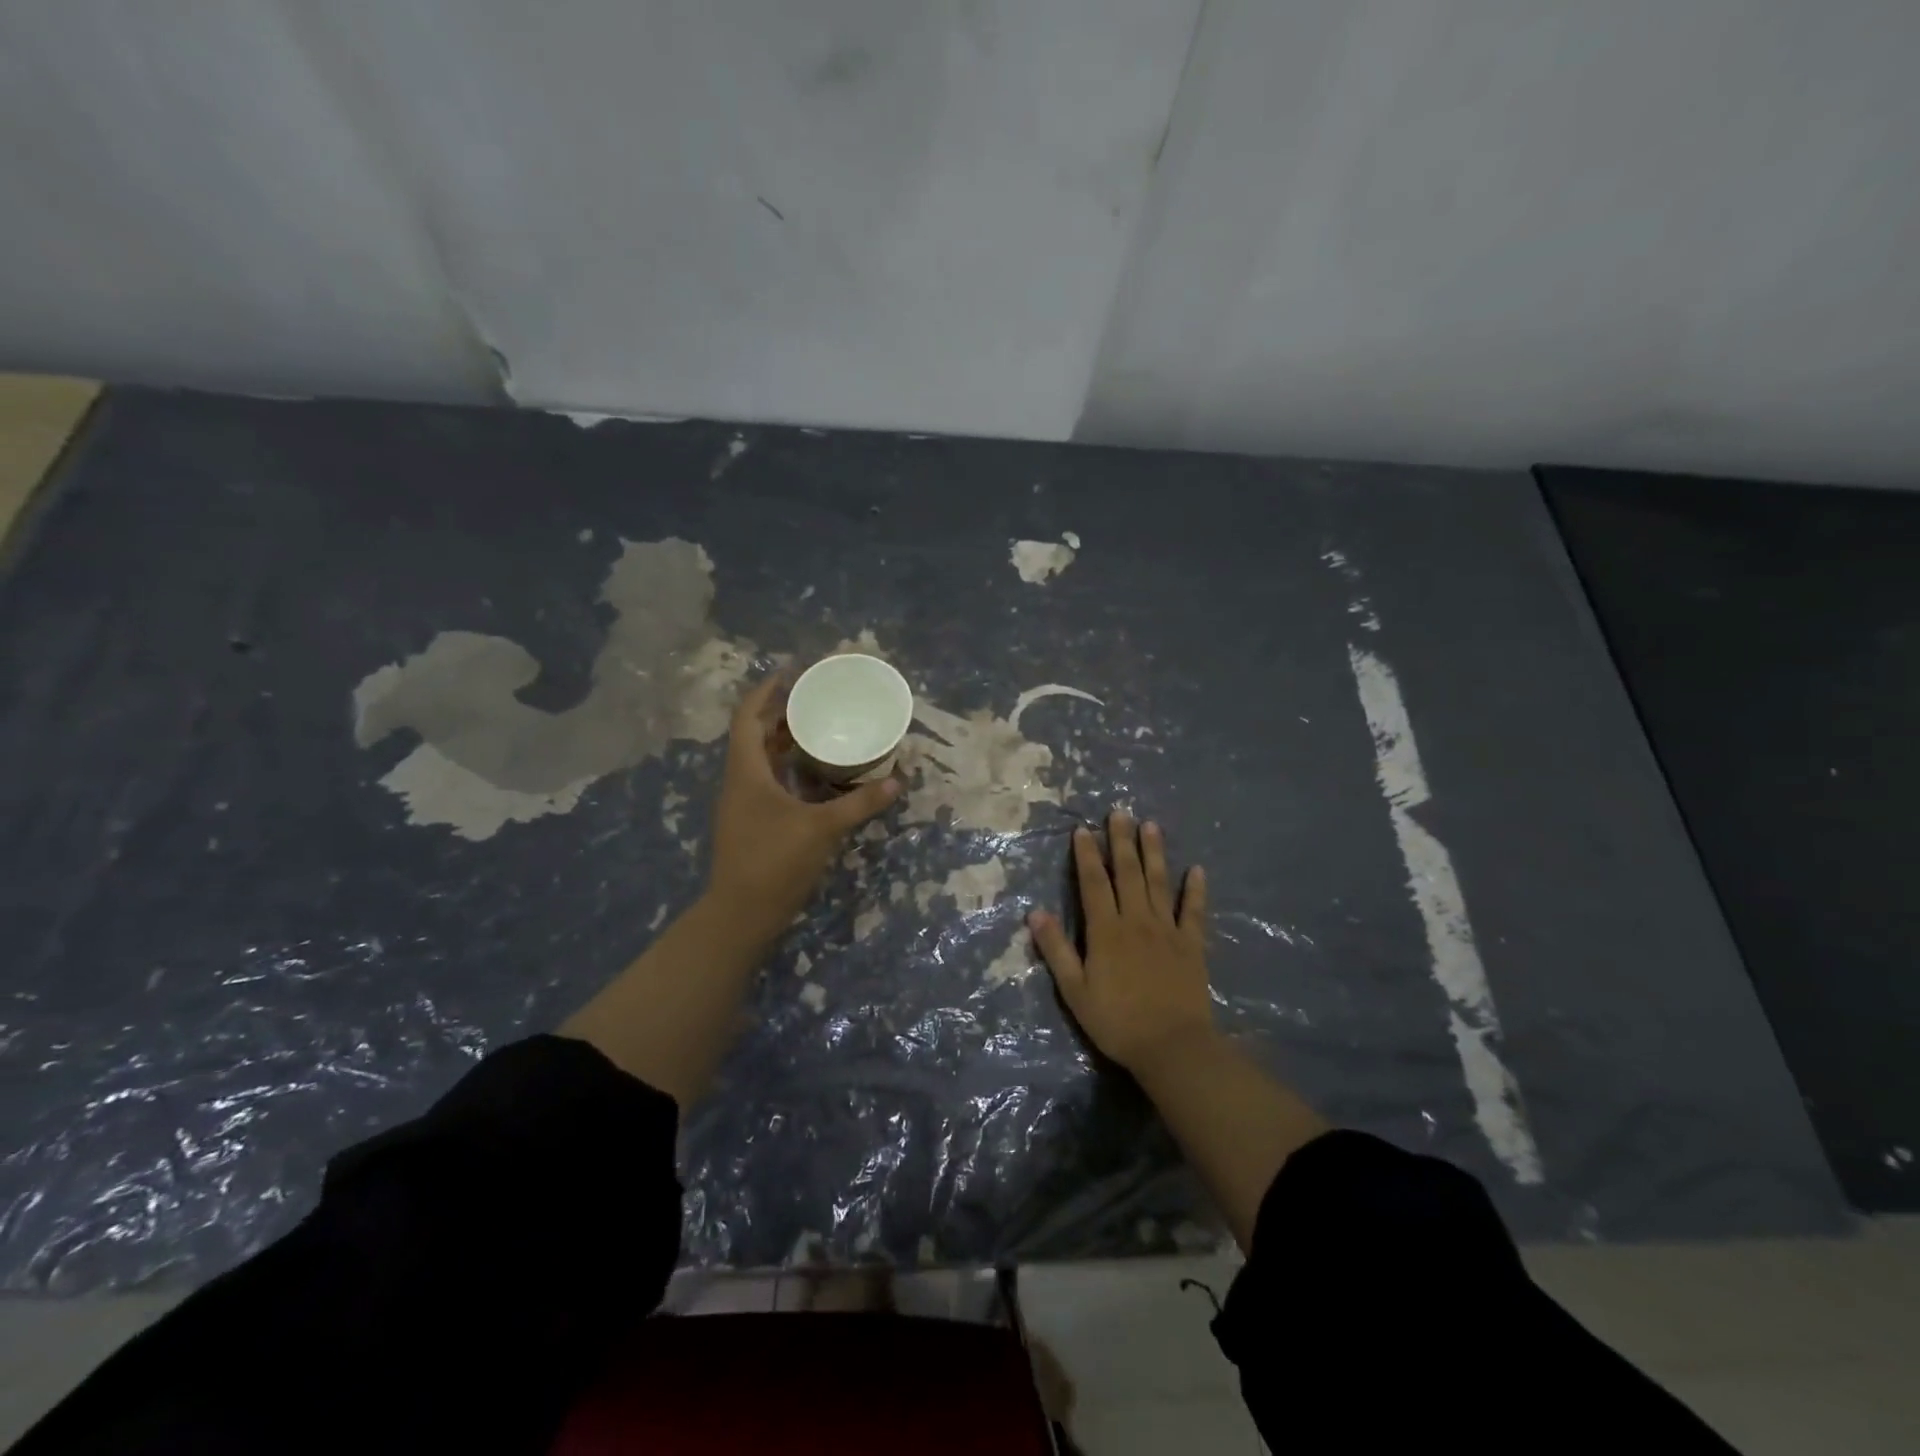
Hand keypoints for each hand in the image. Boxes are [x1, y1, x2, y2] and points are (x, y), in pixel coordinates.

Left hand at [706, 672, 899, 939]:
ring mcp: (743, 803)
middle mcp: (740, 781)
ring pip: (761, 760)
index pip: (747, 717)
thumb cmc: (775, 861)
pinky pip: (769, 781)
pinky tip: (816, 774)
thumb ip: (860, 803)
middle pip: (754, 735)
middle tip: (815, 699)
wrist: (742, 913)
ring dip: (784, 741)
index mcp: (746, 771)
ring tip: (818, 727)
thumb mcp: (822, 828)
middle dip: (780, 713)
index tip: (790, 672)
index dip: (765, 691)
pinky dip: (789, 769)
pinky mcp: (752, 822)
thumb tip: (897, 780)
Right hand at [1028, 810, 1213, 1073]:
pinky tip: (1197, 870)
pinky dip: (1195, 890)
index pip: (1093, 883)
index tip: (1082, 830)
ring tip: (1151, 826)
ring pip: (1159, 883)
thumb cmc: (1116, 1021)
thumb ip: (1056, 949)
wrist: (1172, 1046)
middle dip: (1121, 841)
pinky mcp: (1192, 945)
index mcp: (1106, 931)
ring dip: (1154, 853)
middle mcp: (1136, 921)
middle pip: (1127, 873)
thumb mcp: (1075, 990)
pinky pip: (1193, 911)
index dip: (1086, 856)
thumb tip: (1035, 912)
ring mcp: (1167, 930)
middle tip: (1119, 812)